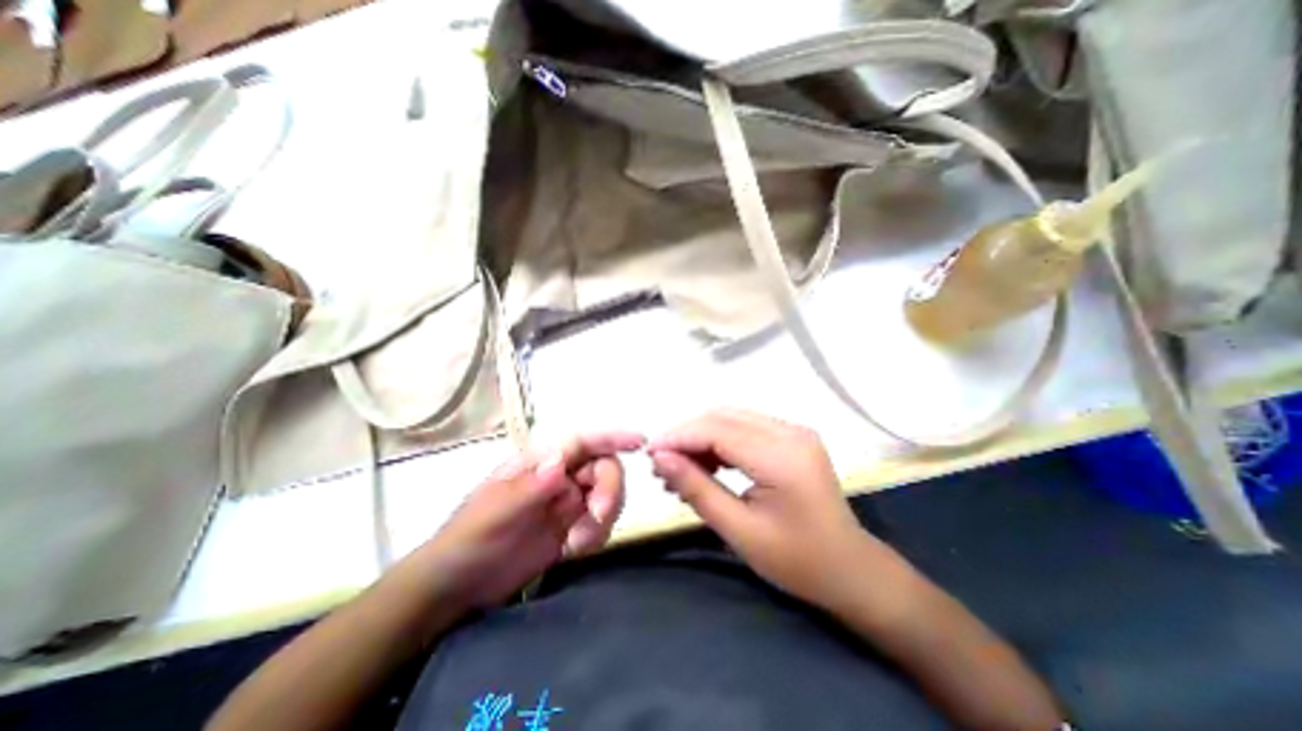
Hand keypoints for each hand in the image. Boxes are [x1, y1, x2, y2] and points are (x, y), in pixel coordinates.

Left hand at [414, 433, 641, 611]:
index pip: (581, 442)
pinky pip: (600, 524)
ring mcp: (567, 504)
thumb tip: (560, 461)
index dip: (611, 438)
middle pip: (603, 468)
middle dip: (609, 490)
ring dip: (603, 518)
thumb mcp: (492, 515)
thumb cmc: (467, 540)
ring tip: (577, 545)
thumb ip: (527, 489)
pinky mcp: (571, 529)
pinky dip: (597, 536)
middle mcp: (559, 477)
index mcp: (539, 463)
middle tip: (597, 517)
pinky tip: (573, 552)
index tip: (638, 442)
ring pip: (607, 496)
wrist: (456, 588)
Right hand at [652, 410, 872, 610]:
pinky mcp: (791, 437)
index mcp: (783, 457)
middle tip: (661, 464)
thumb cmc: (797, 561)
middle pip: (723, 416)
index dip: (679, 437)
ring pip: (731, 418)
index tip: (649, 453)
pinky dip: (719, 441)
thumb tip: (660, 458)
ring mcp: (794, 431)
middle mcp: (790, 432)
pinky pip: (744, 427)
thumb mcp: (739, 531)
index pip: (717, 430)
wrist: (850, 569)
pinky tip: (706, 465)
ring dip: (700, 437)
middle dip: (686, 435)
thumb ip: (697, 489)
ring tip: (679, 468)